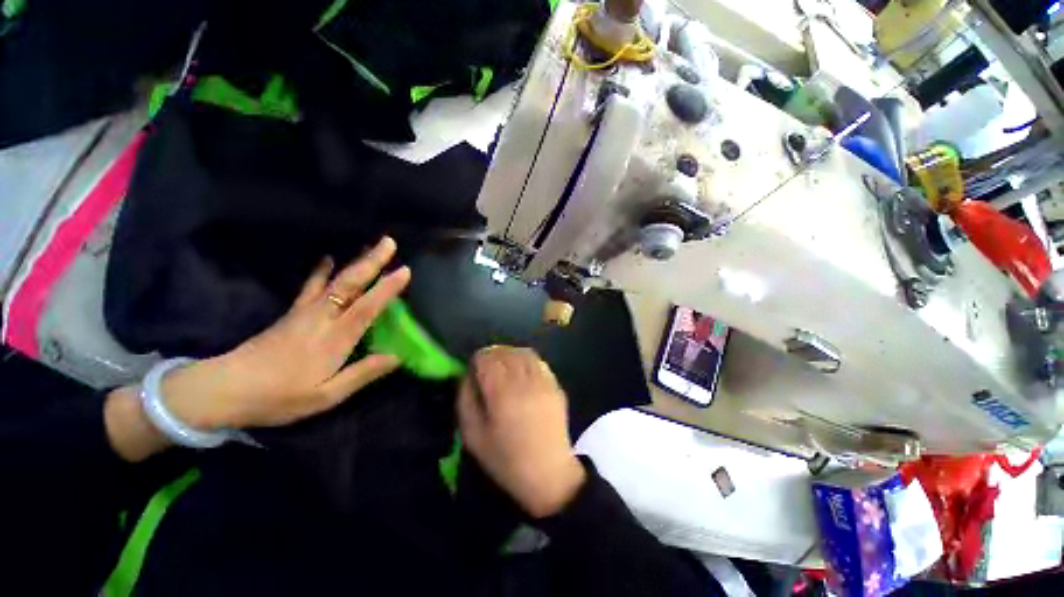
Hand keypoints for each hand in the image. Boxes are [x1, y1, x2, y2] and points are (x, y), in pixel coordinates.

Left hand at [162, 237, 409, 429]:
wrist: (225, 389)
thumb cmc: (280, 397)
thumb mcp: (326, 396)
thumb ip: (362, 374)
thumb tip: (397, 357)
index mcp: (335, 339)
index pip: (367, 307)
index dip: (387, 288)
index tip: (405, 270)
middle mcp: (323, 318)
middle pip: (350, 284)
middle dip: (372, 262)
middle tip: (389, 242)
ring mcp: (305, 312)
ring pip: (335, 280)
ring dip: (355, 261)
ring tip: (369, 245)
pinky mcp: (293, 313)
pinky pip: (311, 286)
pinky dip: (321, 270)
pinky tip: (327, 258)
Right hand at [457, 347, 585, 517]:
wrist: (549, 474)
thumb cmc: (506, 460)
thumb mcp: (473, 436)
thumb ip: (466, 400)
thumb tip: (467, 377)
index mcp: (502, 393)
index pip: (487, 357)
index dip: (477, 361)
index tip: (475, 372)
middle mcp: (524, 381)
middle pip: (505, 351)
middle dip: (492, 356)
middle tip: (487, 370)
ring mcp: (543, 381)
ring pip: (523, 352)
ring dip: (510, 355)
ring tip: (504, 369)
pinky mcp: (556, 385)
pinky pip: (538, 361)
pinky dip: (526, 361)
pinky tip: (523, 374)